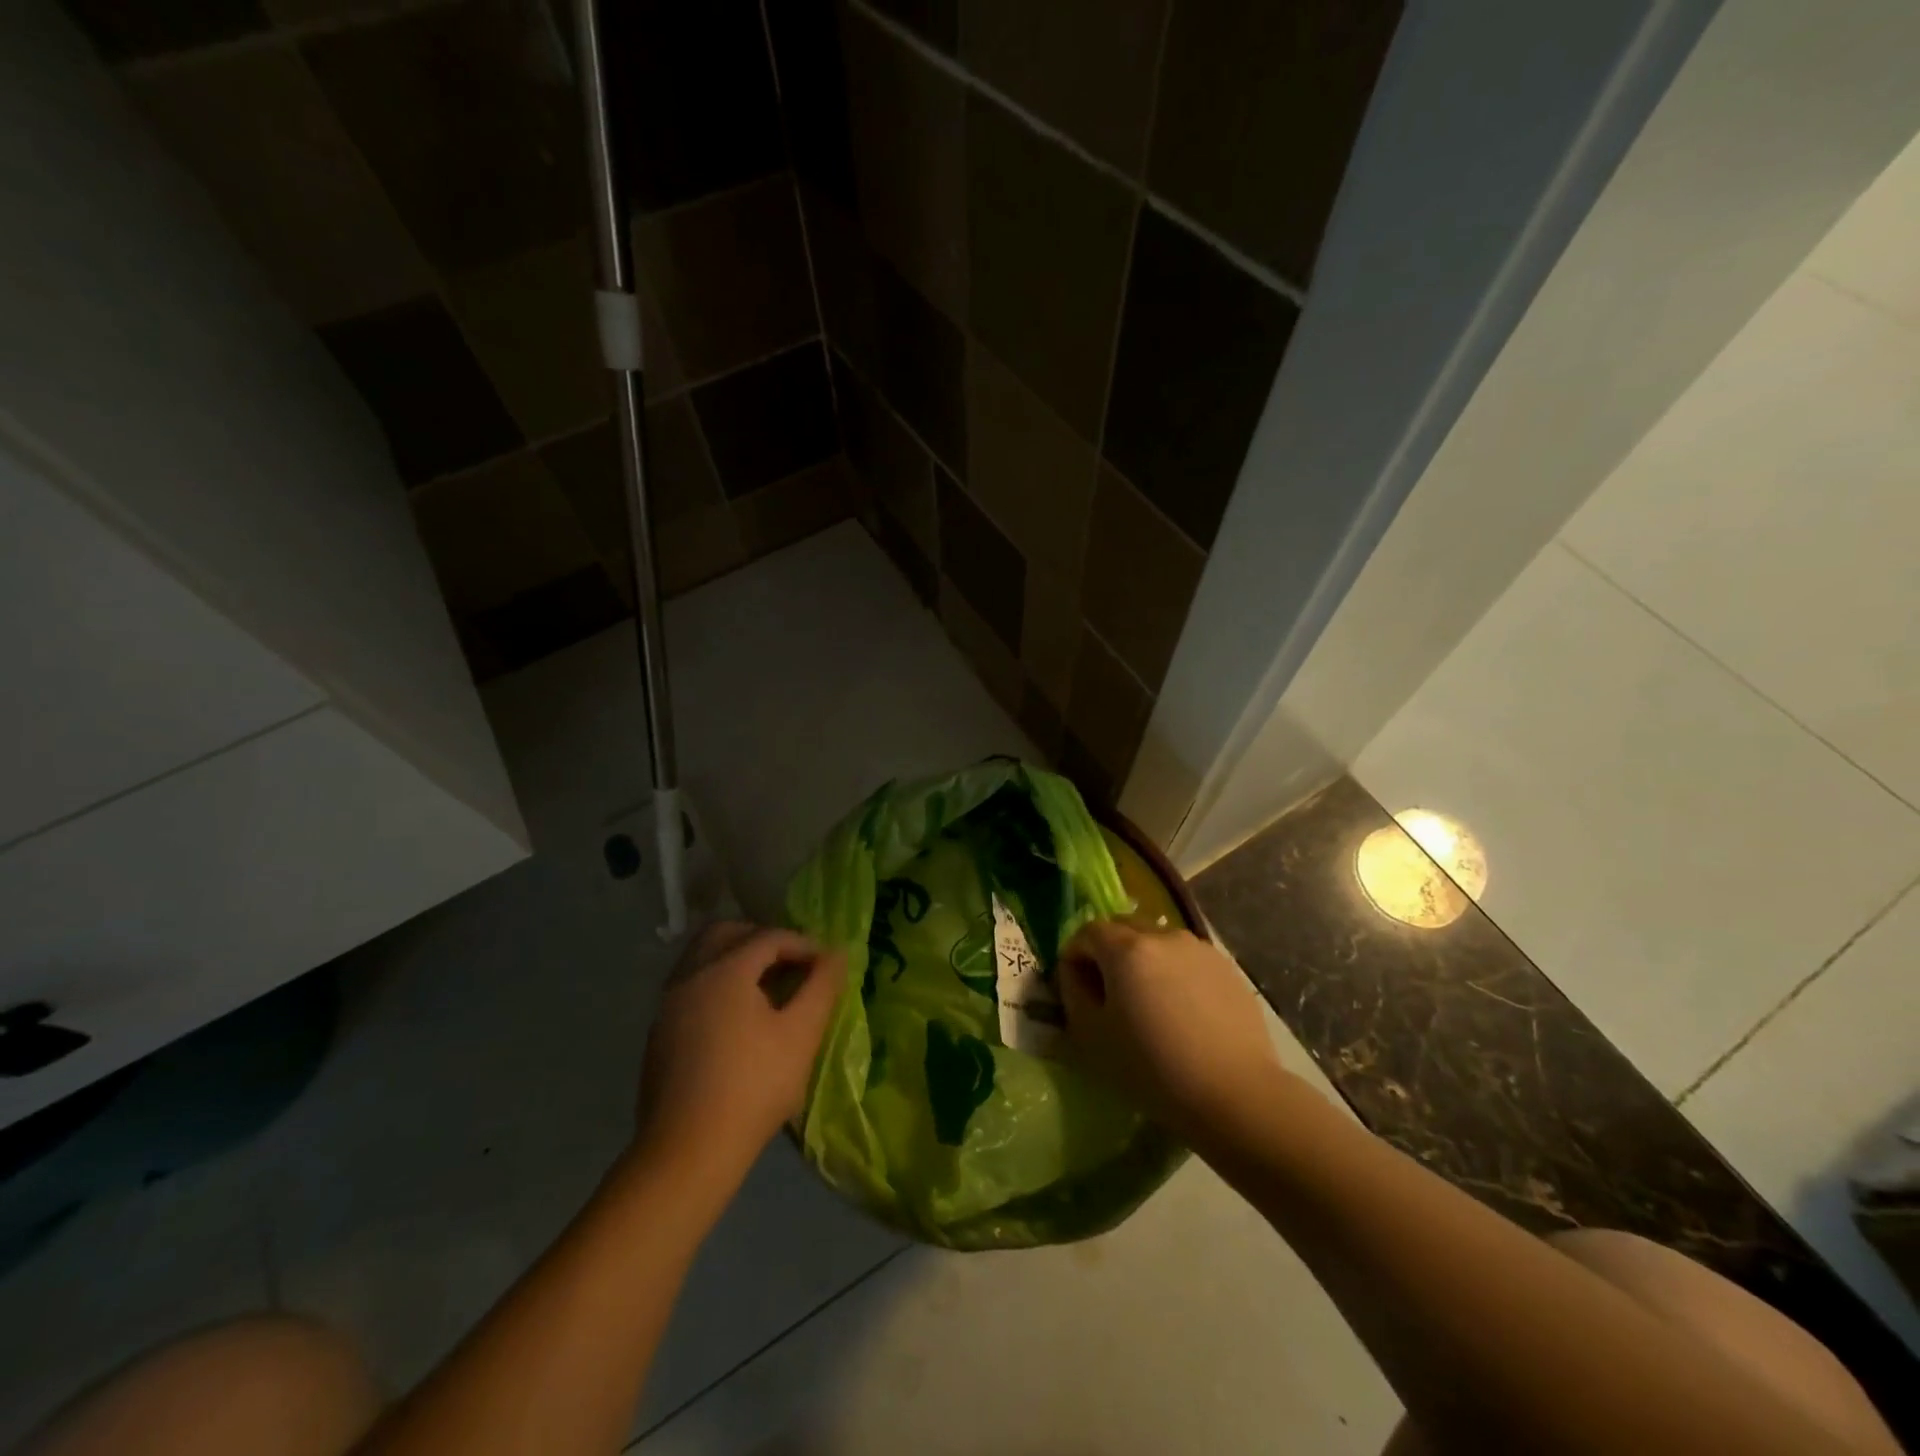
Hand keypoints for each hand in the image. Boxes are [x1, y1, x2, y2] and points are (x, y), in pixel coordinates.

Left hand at [632, 922, 845, 1185]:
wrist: (686, 1153)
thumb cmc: (753, 1087)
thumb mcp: (801, 1034)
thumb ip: (822, 986)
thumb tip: (837, 953)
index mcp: (724, 970)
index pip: (768, 936)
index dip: (802, 944)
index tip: (826, 965)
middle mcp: (690, 975)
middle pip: (726, 933)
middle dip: (762, 939)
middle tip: (792, 963)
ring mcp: (668, 1004)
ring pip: (703, 957)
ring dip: (737, 959)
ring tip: (769, 988)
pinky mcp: (658, 1032)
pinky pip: (691, 985)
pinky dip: (717, 982)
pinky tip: (739, 1017)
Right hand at [1057, 924, 1284, 1145]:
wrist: (1234, 1094)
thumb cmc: (1152, 1068)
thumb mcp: (1091, 1036)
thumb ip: (1072, 992)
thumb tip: (1075, 973)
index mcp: (1126, 948)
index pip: (1087, 932)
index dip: (1074, 956)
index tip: (1076, 989)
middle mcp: (1163, 935)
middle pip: (1123, 928)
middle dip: (1108, 952)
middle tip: (1109, 994)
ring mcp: (1199, 949)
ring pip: (1157, 942)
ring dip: (1143, 961)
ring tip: (1149, 1004)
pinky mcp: (1226, 968)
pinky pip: (1186, 960)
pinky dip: (1174, 974)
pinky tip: (1182, 1012)